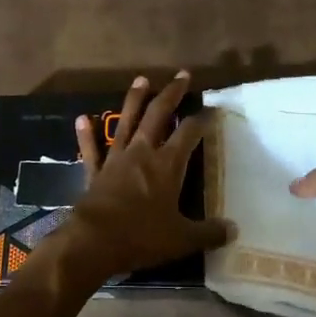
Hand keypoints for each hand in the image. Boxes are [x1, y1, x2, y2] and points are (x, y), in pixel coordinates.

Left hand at [54, 72, 231, 282]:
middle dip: (172, 93)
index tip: (212, 110)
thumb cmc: (142, 236)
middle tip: (182, 75)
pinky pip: (91, 149)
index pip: (189, 133)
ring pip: (126, 122)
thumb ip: (208, 232)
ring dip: (135, 100)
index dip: (202, 120)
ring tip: (142, 79)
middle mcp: (142, 153)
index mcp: (167, 165)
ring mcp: (116, 159)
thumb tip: (234, 230)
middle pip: (158, 115)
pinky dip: (87, 134)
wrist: (94, 242)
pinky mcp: (95, 172)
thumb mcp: (182, 239)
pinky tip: (82, 118)